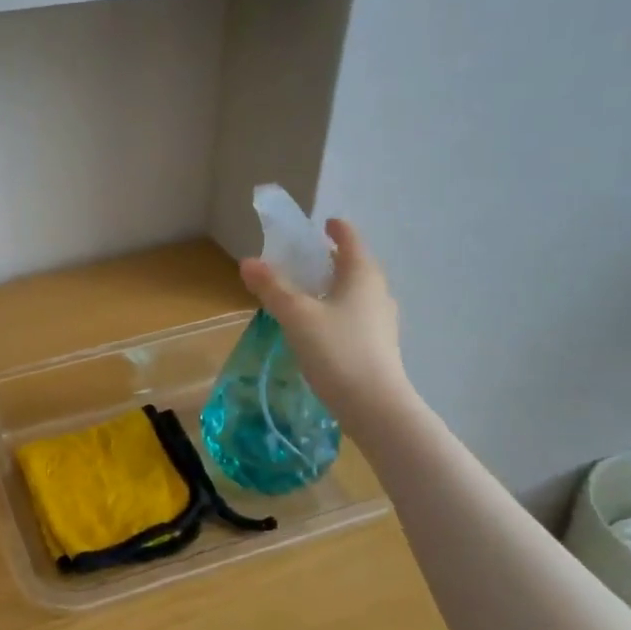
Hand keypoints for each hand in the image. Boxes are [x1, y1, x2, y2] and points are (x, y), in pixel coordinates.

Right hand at [240, 218, 414, 417]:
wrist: (374, 405)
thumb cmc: (336, 350)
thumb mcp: (296, 316)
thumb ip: (272, 288)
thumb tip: (248, 262)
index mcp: (362, 274)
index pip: (350, 239)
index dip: (336, 229)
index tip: (322, 224)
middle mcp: (377, 291)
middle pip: (354, 265)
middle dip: (330, 260)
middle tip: (302, 261)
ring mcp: (382, 320)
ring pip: (355, 292)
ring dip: (333, 287)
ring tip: (306, 294)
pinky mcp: (378, 345)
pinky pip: (355, 316)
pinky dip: (336, 310)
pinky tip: (318, 327)